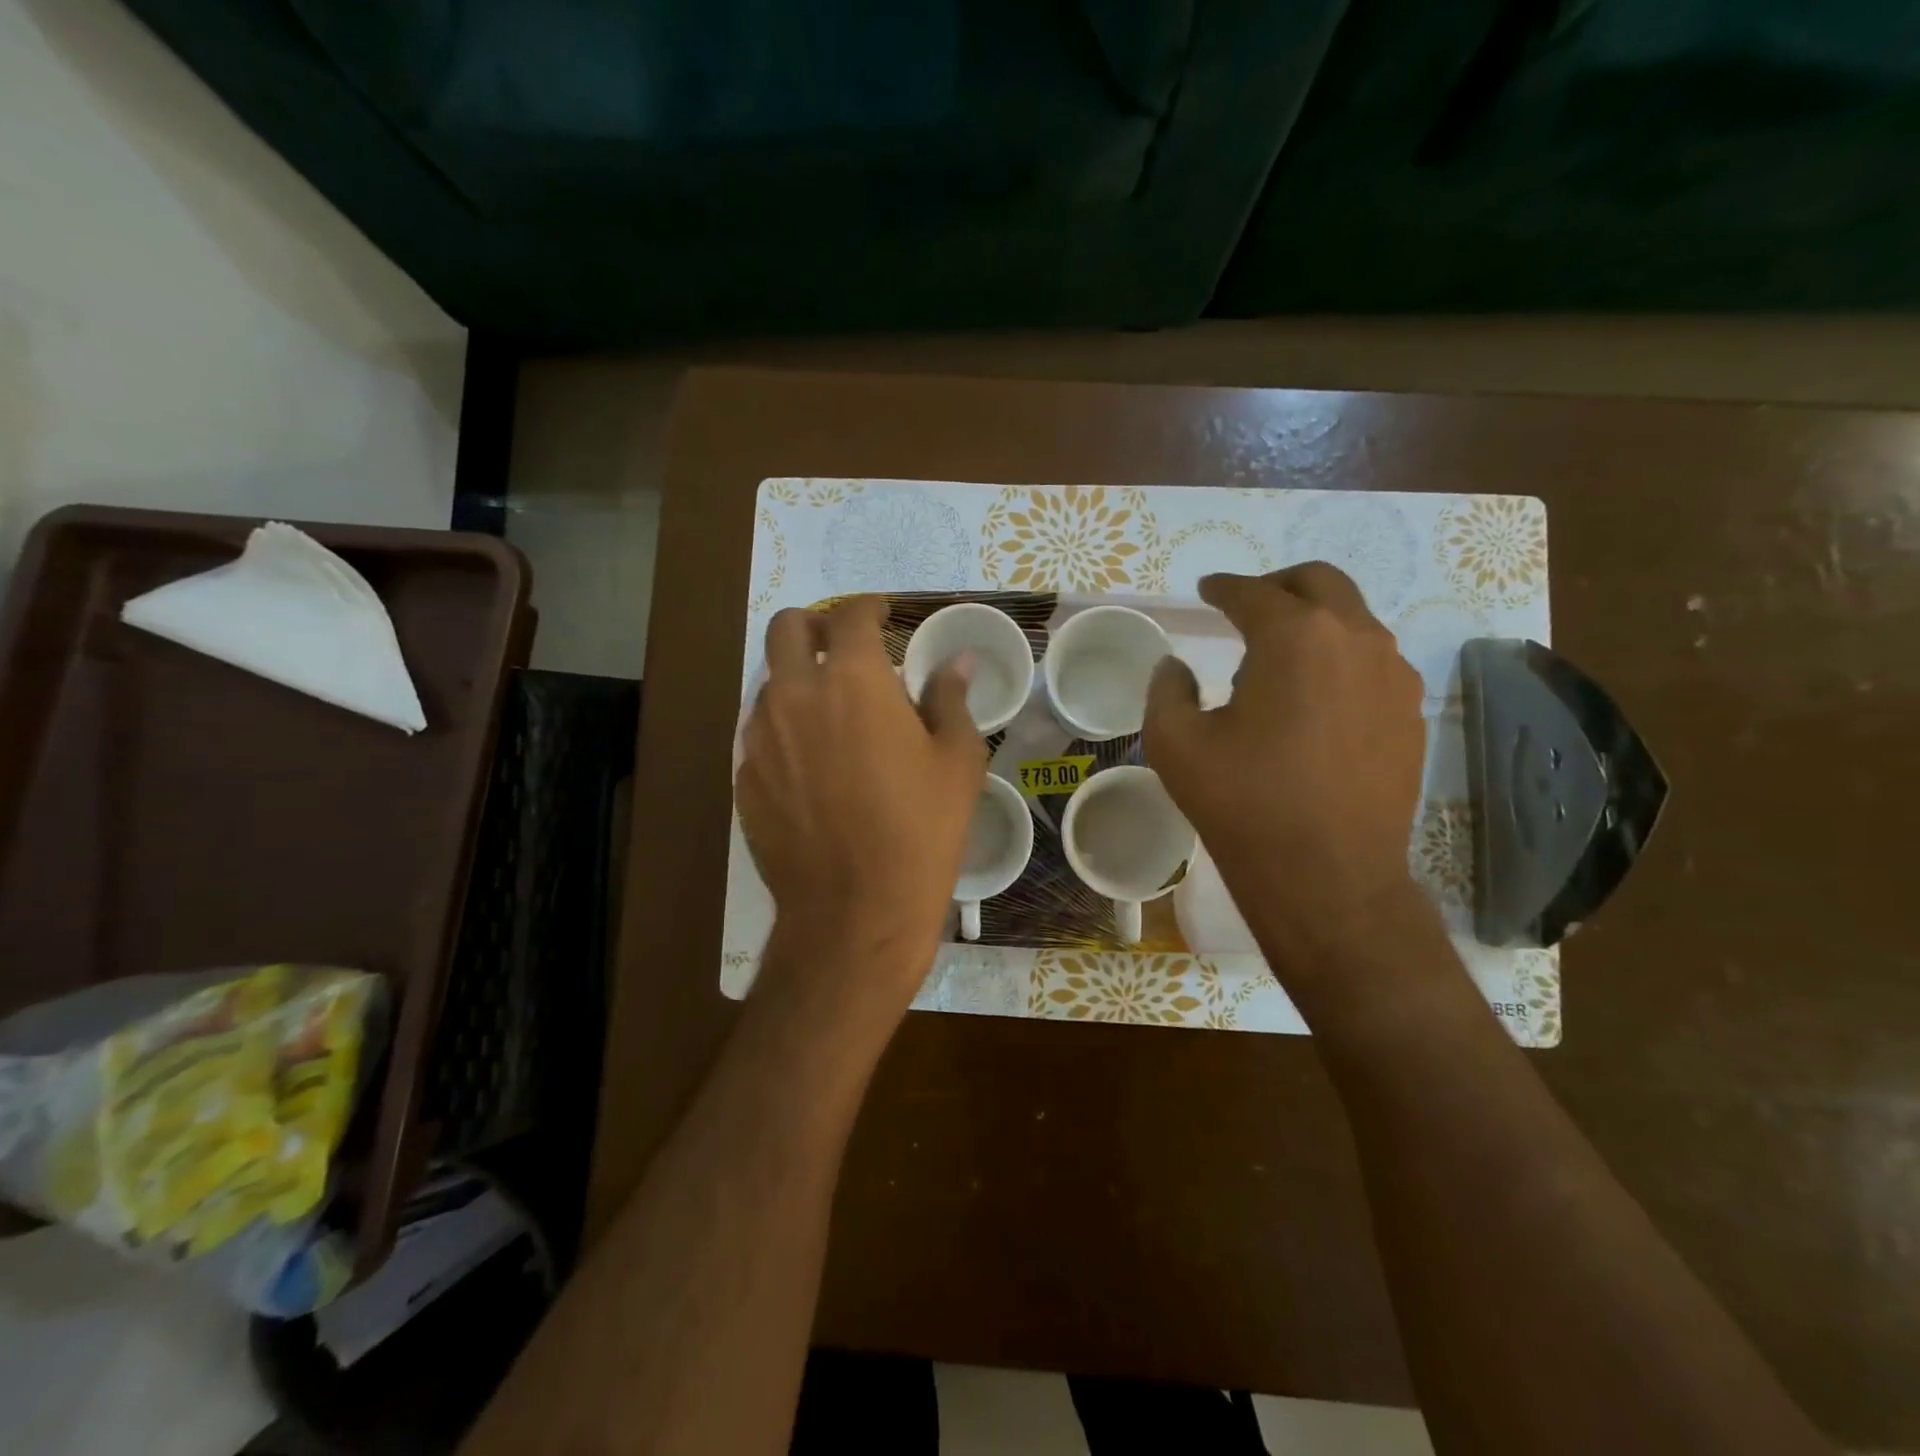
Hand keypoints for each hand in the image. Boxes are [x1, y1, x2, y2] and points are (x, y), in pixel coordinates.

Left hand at [737, 597, 985, 1015]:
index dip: (867, 607)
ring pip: (769, 682)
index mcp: (853, 680)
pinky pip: (759, 733)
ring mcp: (760, 737)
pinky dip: (784, 729)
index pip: (849, 615)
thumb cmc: (921, 830)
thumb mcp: (957, 761)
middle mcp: (795, 695)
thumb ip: (951, 699)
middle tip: (843, 648)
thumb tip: (957, 662)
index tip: (881, 614)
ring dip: (797, 680)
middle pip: (786, 629)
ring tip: (830, 713)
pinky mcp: (743, 777)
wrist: (856, 910)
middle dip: (814, 626)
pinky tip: (811, 764)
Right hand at [1144, 563, 1425, 963]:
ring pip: (1353, 621)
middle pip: (1320, 582)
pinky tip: (1314, 700)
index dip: (1224, 587)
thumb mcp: (1175, 744)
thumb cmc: (1243, 803)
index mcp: (1293, 638)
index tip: (1207, 590)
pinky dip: (1339, 659)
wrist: (1328, 876)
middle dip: (1278, 585)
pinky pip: (1373, 663)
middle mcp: (1354, 640)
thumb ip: (1167, 689)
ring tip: (1276, 662)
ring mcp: (1393, 676)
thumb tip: (1176, 667)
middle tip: (1247, 605)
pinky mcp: (1411, 713)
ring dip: (1313, 622)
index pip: (1252, 593)